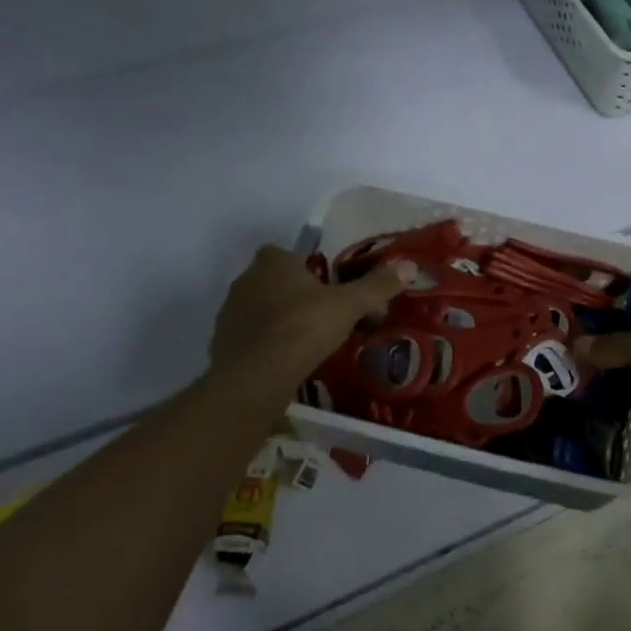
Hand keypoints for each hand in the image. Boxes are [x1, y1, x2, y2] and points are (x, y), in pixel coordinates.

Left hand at [211, 244, 413, 388]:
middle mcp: (246, 280)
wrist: (256, 376)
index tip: (325, 287)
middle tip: (321, 316)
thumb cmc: (303, 327)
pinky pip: (248, 338)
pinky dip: (264, 345)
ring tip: (305, 342)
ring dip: (277, 320)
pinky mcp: (221, 344)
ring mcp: (229, 313)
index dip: (305, 267)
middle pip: (273, 281)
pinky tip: (284, 362)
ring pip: (259, 309)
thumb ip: (376, 286)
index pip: (287, 253)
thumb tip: (408, 265)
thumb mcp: (348, 305)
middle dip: (293, 294)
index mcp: (273, 262)